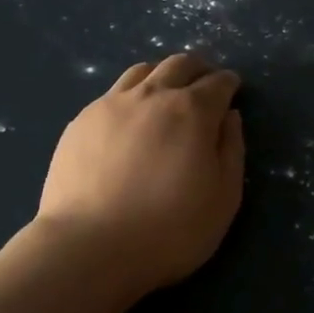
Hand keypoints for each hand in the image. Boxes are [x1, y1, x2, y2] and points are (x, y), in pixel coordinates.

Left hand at [35, 54, 244, 298]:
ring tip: (166, 95)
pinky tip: (129, 121)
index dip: (229, 83)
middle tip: (204, 83)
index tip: (232, 88)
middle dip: (198, 69)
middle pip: (179, 64)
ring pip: (142, 72)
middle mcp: (152, 96)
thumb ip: (232, 150)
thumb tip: (230, 117)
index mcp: (192, 111)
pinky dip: (131, 97)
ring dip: (162, 76)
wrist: (88, 247)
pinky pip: (113, 94)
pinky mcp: (81, 121)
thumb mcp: (224, 198)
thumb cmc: (169, 229)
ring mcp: (111, 104)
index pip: (217, 82)